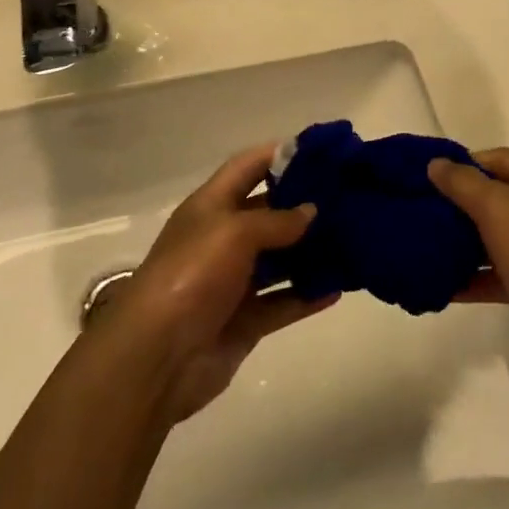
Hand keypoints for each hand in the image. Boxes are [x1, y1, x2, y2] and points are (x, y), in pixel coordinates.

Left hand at [97, 145, 337, 421]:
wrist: (156, 358)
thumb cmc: (192, 275)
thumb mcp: (234, 231)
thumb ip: (277, 219)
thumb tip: (310, 211)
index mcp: (211, 206)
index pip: (248, 166)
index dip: (280, 154)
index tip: (321, 151)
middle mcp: (222, 238)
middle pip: (268, 211)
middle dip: (303, 203)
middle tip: (348, 196)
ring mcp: (233, 281)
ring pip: (279, 259)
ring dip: (311, 250)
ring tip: (352, 238)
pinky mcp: (244, 320)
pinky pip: (283, 302)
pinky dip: (307, 295)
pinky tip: (339, 288)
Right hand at [428, 149, 508, 352]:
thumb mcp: (495, 206)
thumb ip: (461, 182)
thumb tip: (436, 163)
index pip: (497, 158)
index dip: (461, 166)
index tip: (427, 182)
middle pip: (500, 196)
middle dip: (461, 206)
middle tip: (424, 216)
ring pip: (503, 236)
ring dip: (468, 244)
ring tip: (429, 250)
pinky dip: (481, 276)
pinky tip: (448, 287)